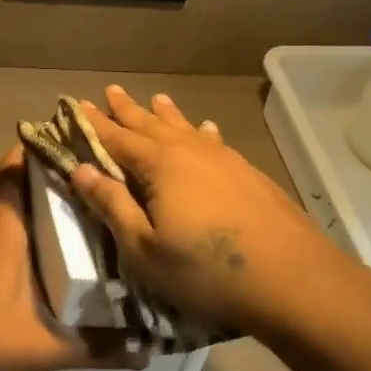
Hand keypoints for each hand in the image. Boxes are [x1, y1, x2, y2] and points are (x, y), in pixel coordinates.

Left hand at [0, 147, 142, 370]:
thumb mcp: (47, 347)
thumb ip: (97, 348)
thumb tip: (147, 353)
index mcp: (2, 230)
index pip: (14, 172)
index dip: (35, 154)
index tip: (66, 148)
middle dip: (24, 171)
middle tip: (62, 176)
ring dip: (5, 194)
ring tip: (42, 203)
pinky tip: (13, 244)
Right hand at [71, 85, 356, 337]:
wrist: (293, 279)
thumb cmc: (206, 270)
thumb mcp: (144, 247)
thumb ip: (112, 205)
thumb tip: (81, 170)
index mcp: (160, 165)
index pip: (116, 138)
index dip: (94, 124)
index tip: (76, 106)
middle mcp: (191, 151)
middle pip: (151, 125)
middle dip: (127, 110)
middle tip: (110, 91)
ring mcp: (225, 160)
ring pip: (186, 128)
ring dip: (165, 114)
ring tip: (155, 98)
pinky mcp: (249, 174)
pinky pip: (214, 141)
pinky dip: (201, 131)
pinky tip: (207, 128)